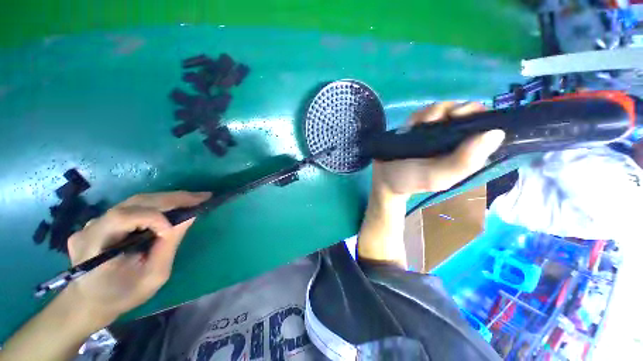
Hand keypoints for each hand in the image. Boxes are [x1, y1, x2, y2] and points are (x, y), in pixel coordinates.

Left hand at [65, 191, 210, 325]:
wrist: (91, 302)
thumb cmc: (121, 296)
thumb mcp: (151, 277)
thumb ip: (167, 246)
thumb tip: (189, 217)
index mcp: (94, 246)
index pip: (123, 217)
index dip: (152, 218)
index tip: (174, 229)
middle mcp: (91, 227)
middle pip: (134, 202)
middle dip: (172, 199)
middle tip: (201, 197)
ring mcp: (94, 222)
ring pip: (135, 202)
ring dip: (168, 199)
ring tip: (193, 199)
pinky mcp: (103, 221)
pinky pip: (134, 208)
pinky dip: (157, 206)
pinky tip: (173, 208)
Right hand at [372, 102, 504, 198]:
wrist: (383, 178)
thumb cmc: (410, 180)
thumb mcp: (438, 177)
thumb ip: (464, 162)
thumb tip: (496, 133)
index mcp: (466, 152)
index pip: (484, 125)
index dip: (477, 115)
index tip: (460, 116)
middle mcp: (455, 139)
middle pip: (465, 111)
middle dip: (452, 111)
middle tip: (436, 120)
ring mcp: (436, 131)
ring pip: (444, 108)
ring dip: (432, 113)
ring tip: (417, 127)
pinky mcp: (419, 127)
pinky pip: (425, 112)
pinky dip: (419, 115)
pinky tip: (410, 127)